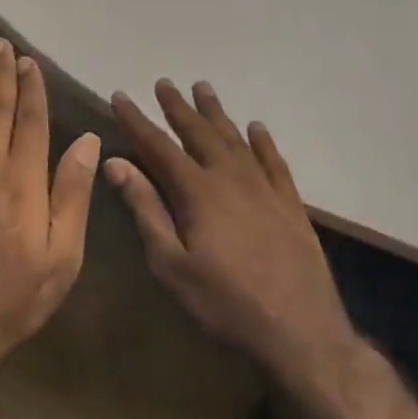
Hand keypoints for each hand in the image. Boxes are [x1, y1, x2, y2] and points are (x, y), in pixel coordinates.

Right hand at [108, 80, 358, 387]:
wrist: (302, 335)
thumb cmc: (225, 303)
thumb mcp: (171, 264)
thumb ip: (145, 209)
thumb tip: (115, 163)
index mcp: (197, 192)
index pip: (158, 146)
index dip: (136, 120)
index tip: (119, 96)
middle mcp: (231, 179)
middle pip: (199, 133)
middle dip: (178, 108)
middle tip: (164, 83)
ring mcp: (265, 190)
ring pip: (236, 140)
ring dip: (216, 114)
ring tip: (203, 89)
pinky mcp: (291, 206)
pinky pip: (274, 162)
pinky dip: (263, 142)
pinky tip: (257, 128)